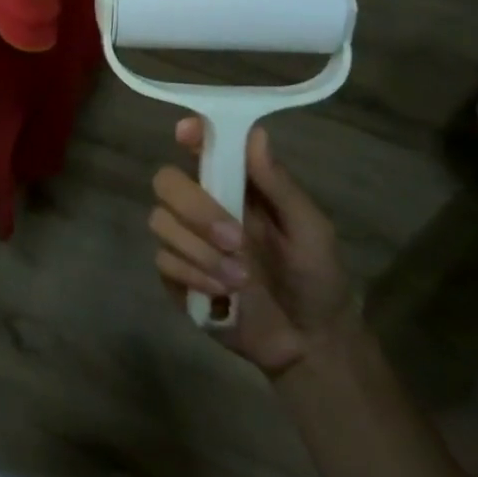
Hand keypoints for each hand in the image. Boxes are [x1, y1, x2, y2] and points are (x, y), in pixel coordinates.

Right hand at [149, 119, 360, 377]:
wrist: (310, 344)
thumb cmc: (317, 276)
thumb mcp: (310, 229)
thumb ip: (279, 184)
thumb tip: (256, 132)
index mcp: (235, 185)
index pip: (200, 146)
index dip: (189, 135)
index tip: (187, 136)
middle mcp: (202, 205)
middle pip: (166, 181)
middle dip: (195, 208)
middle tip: (234, 239)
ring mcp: (185, 240)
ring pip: (160, 222)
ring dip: (201, 252)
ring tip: (241, 278)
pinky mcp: (175, 276)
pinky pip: (162, 261)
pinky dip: (193, 276)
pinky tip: (224, 294)